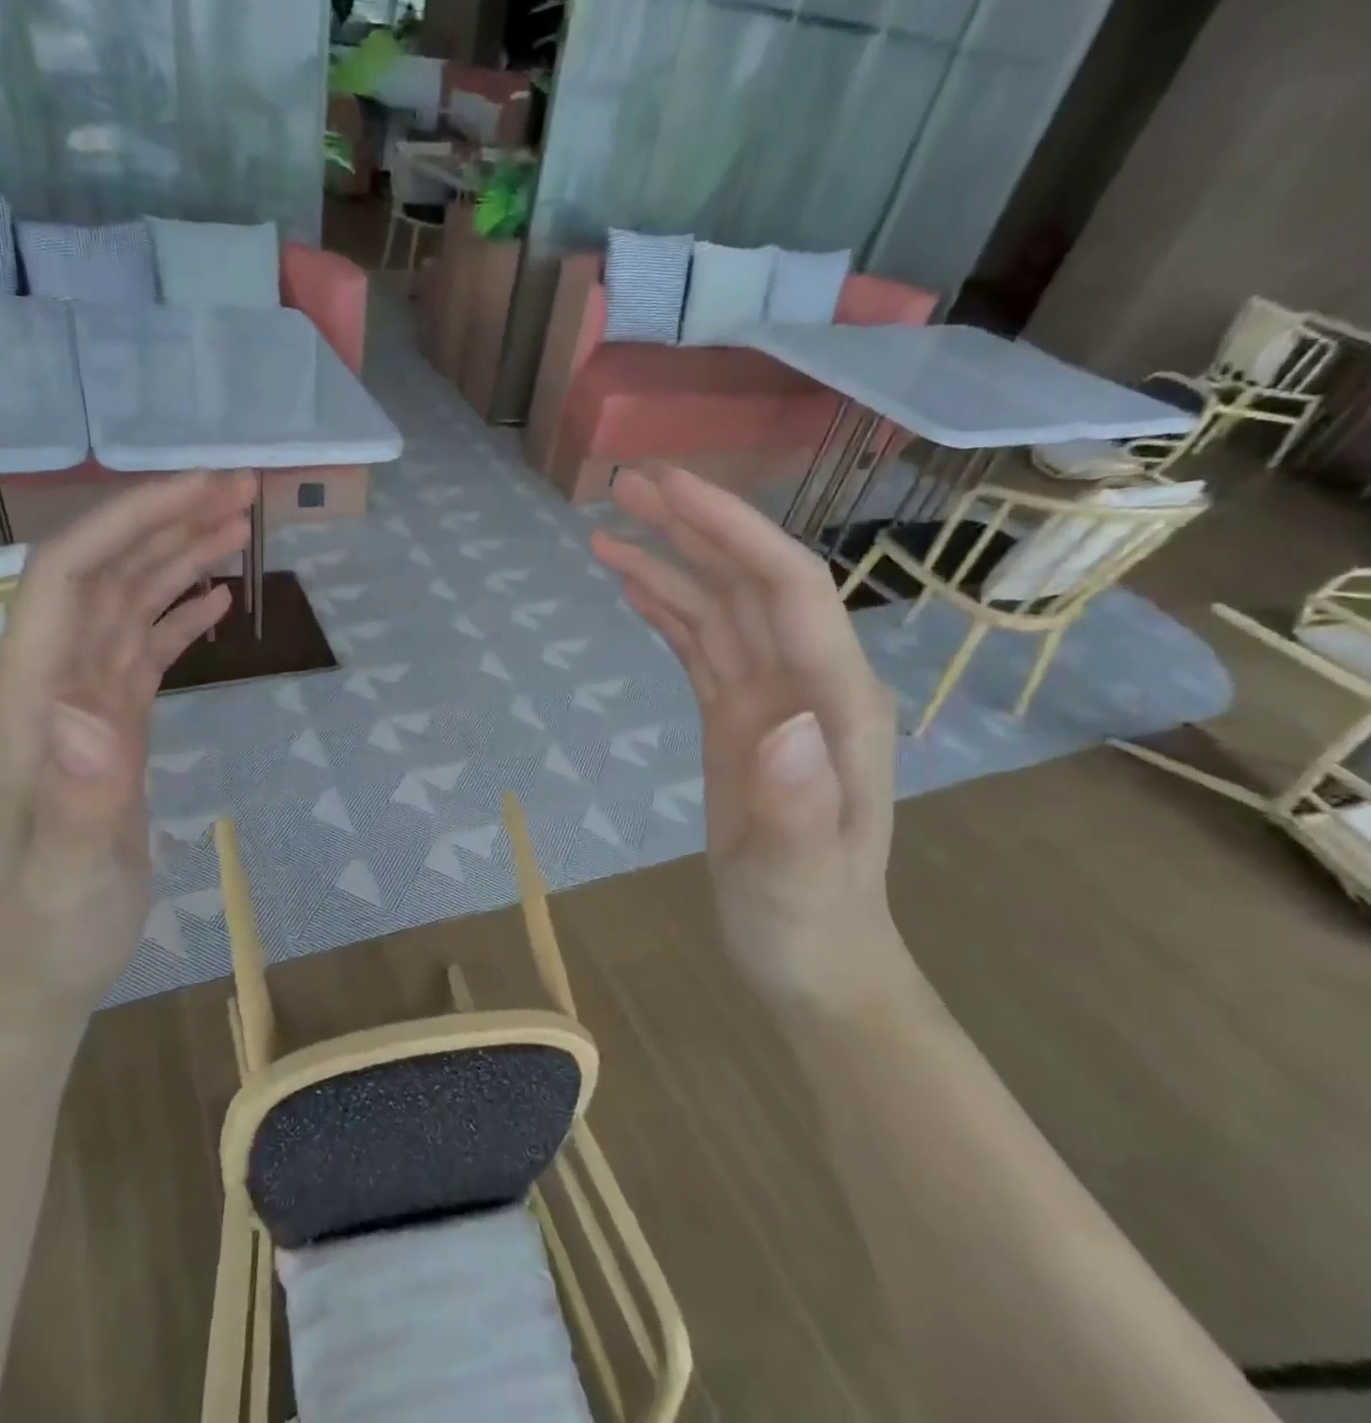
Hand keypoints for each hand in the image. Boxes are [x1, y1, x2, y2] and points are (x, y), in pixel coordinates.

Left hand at [0, 472, 254, 1033]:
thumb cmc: (51, 924)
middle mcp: (50, 681)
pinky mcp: (109, 726)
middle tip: (242, 492)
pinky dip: (176, 615)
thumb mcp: (67, 874)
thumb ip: (77, 796)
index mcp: (31, 696)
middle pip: (103, 573)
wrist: (39, 964)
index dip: (131, 520)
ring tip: (237, 527)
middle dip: (166, 522)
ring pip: (126, 604)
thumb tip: (93, 712)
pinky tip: (213, 600)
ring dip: (177, 559)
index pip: (70, 575)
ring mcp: (80, 702)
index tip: (203, 489)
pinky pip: (142, 649)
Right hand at [592, 467, 908, 1008]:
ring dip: (670, 563)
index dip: (730, 531)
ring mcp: (770, 700)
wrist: (814, 958)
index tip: (668, 490)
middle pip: (751, 582)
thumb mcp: (802, 880)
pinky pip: (701, 648)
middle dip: (694, 528)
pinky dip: (668, 610)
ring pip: (720, 609)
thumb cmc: (810, 923)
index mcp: (835, 705)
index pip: (786, 591)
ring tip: (608, 530)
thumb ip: (801, 806)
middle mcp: (807, 684)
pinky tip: (634, 587)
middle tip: (625, 486)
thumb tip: (779, 721)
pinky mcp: (737, 720)